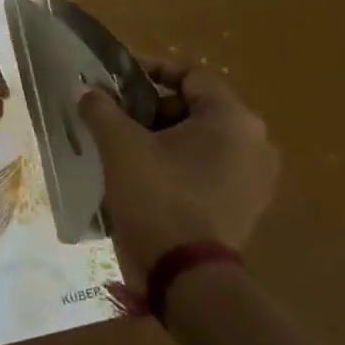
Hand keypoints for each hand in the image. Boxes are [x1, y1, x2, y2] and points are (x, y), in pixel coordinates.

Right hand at [80, 61, 278, 291]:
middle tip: (115, 118)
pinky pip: (208, 169)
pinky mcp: (246, 205)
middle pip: (196, 108)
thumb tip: (88, 90)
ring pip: (201, 140)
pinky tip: (146, 178)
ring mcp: (255, 178)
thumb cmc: (157, 196)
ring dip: (163, 138)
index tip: (115, 80)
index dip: (150, 70)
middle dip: (151, 108)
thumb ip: (102, 109)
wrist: (186, 274)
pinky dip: (179, 164)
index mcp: (233, 119)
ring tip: (124, 149)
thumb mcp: (119, 146)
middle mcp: (255, 142)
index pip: (191, 75)